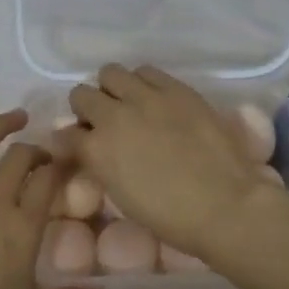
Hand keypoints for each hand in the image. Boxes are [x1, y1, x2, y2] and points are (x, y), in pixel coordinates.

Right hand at [63, 65, 283, 261]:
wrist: (224, 205)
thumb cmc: (170, 217)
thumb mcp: (122, 196)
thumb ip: (101, 165)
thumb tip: (92, 149)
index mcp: (97, 150)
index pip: (65, 134)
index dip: (71, 140)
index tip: (80, 146)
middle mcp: (114, 116)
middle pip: (82, 94)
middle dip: (87, 108)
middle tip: (102, 122)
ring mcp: (147, 98)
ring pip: (112, 73)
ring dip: (114, 88)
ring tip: (129, 104)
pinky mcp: (177, 89)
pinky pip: (148, 72)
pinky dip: (143, 83)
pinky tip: (155, 99)